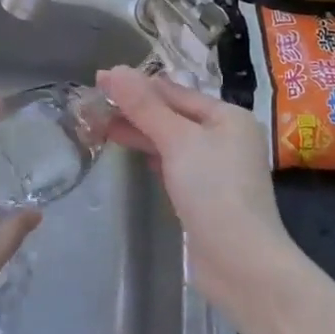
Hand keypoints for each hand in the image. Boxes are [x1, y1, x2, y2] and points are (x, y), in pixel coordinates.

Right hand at [96, 67, 302, 319]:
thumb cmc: (213, 191)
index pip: (175, 91)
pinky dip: (154, 156)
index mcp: (228, 116)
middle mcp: (227, 137)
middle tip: (93, 106)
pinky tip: (135, 155)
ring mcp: (218, 168)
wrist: (240, 263)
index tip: (99, 80)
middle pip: (173, 115)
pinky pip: (175, 165)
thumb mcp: (176, 141)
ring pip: (172, 141)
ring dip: (140, 133)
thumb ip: (144, 106)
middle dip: (135, 110)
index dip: (136, 85)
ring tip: (102, 127)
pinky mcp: (206, 196)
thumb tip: (114, 70)